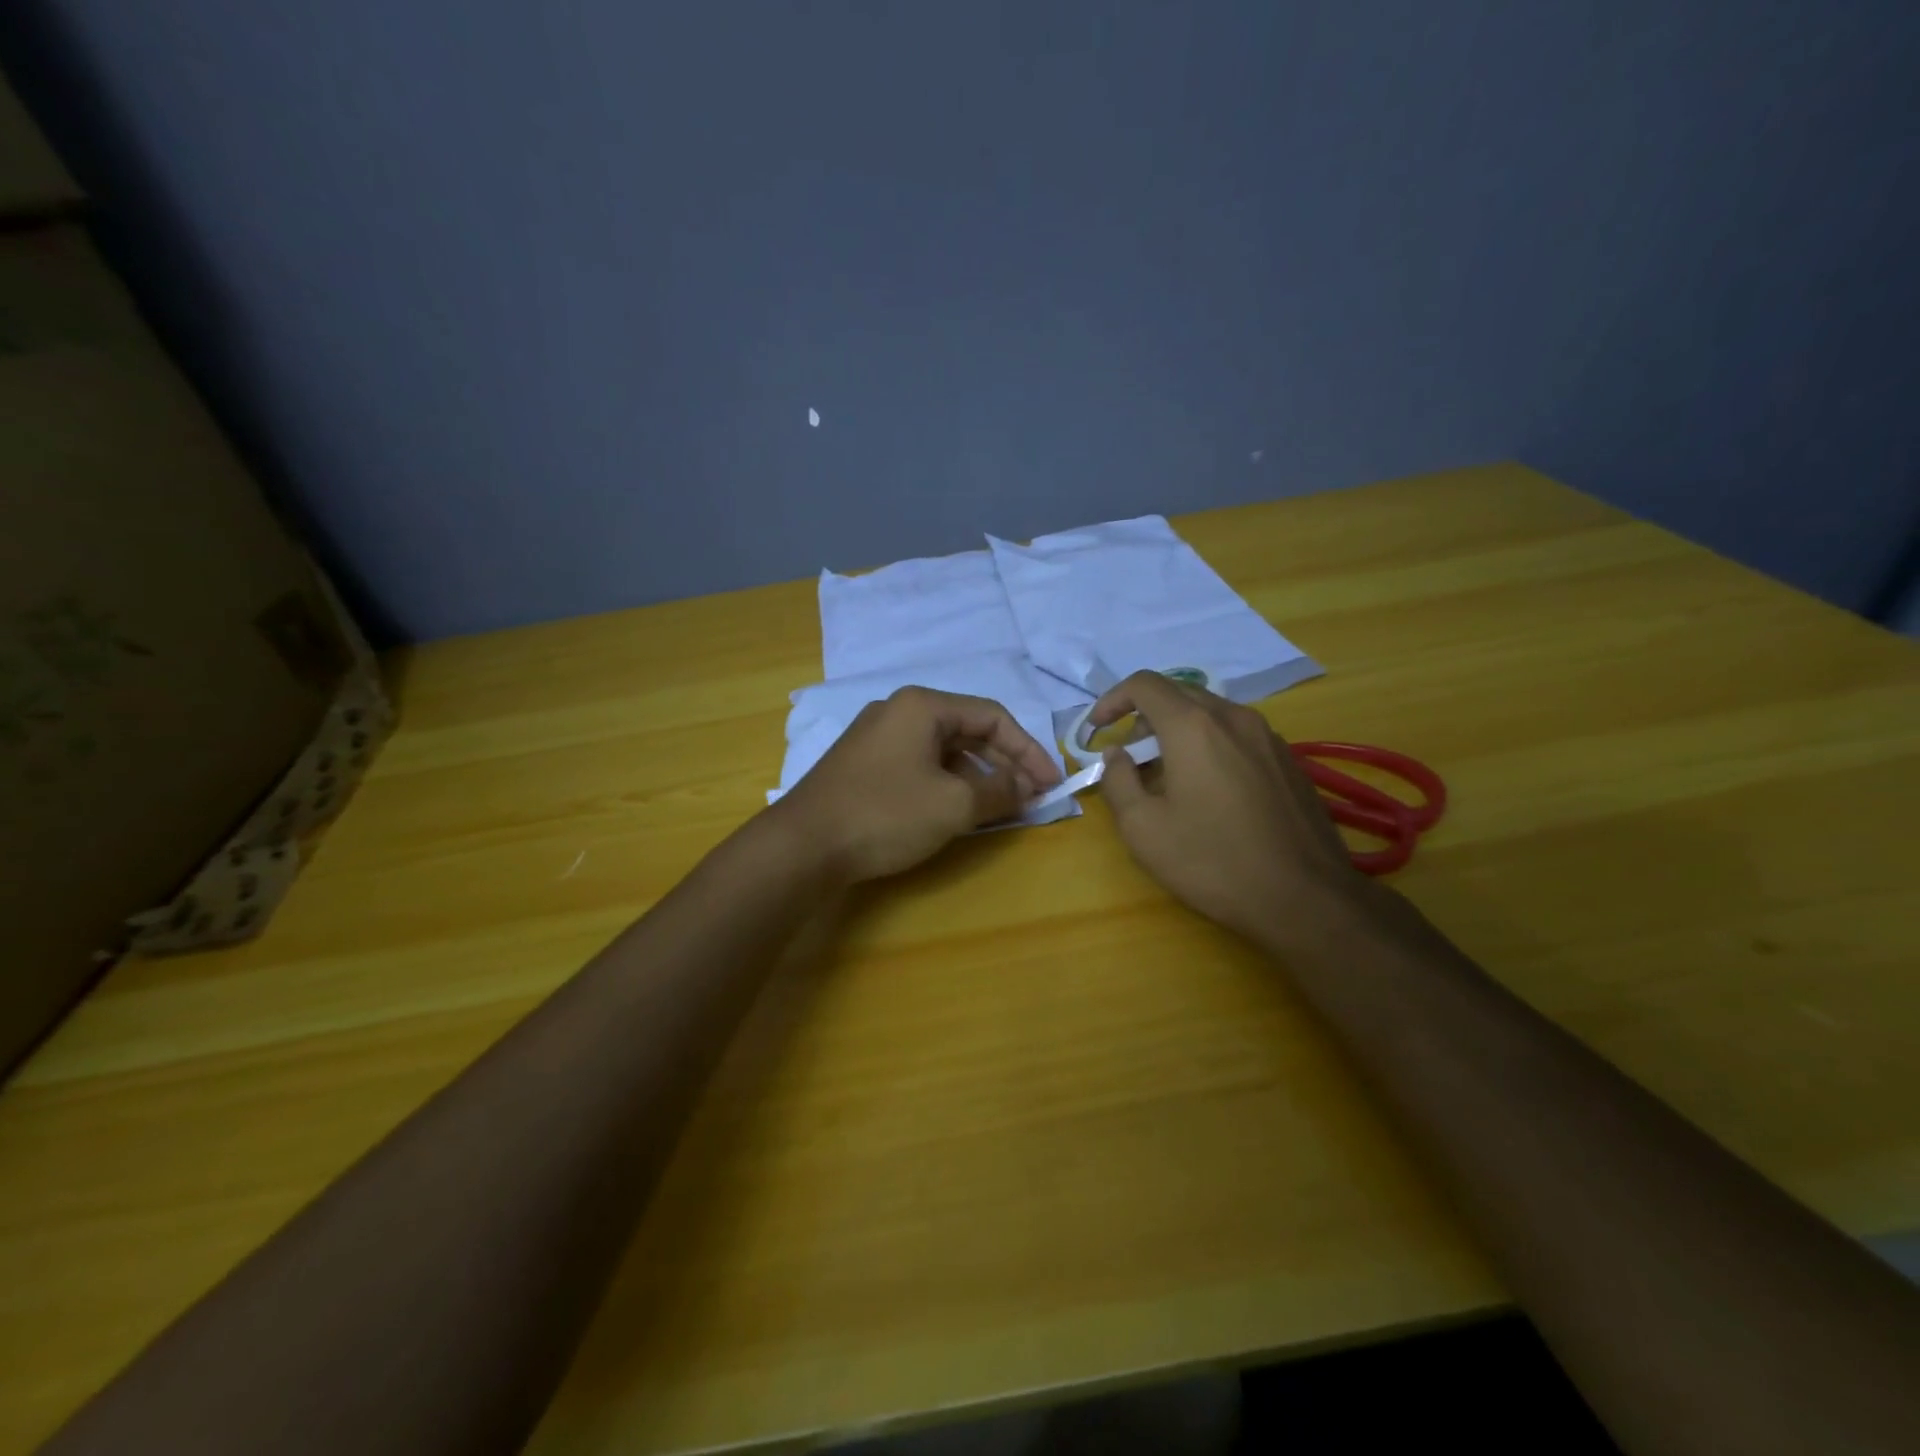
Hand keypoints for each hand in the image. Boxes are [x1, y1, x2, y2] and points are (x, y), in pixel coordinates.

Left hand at [771, 686, 1061, 883]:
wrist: (802, 845)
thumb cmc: (885, 814)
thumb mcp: (953, 804)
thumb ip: (999, 790)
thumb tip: (1027, 786)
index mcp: (922, 706)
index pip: (993, 716)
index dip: (1029, 750)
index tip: (1052, 783)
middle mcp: (899, 711)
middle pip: (968, 730)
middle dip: (1005, 763)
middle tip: (1031, 796)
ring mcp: (877, 737)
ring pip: (944, 750)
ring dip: (977, 775)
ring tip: (1000, 806)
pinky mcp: (864, 764)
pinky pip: (920, 765)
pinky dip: (948, 783)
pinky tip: (959, 810)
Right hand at [1092, 671, 1370, 944]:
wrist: (1307, 899)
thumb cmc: (1213, 862)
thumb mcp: (1143, 828)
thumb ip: (1117, 780)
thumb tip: (1116, 755)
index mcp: (1194, 727)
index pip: (1144, 684)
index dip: (1112, 700)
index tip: (1098, 730)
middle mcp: (1234, 718)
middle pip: (1179, 695)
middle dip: (1145, 720)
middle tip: (1131, 761)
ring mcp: (1268, 737)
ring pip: (1211, 715)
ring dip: (1179, 733)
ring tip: (1169, 779)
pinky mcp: (1289, 761)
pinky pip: (1238, 736)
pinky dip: (1210, 747)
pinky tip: (1211, 793)